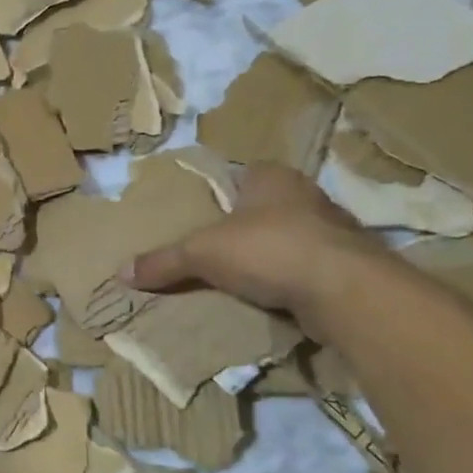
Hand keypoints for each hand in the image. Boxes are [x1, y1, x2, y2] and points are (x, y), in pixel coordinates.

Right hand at [122, 162, 379, 333]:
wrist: (344, 289)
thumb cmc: (268, 249)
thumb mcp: (202, 253)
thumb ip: (163, 261)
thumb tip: (120, 273)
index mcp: (271, 177)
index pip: (241, 174)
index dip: (222, 192)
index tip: (204, 215)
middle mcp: (307, 194)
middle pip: (267, 206)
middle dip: (246, 225)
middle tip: (218, 248)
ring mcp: (335, 229)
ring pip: (292, 237)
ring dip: (273, 254)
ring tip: (243, 277)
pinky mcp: (351, 265)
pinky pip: (311, 267)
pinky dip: (294, 280)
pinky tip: (275, 297)